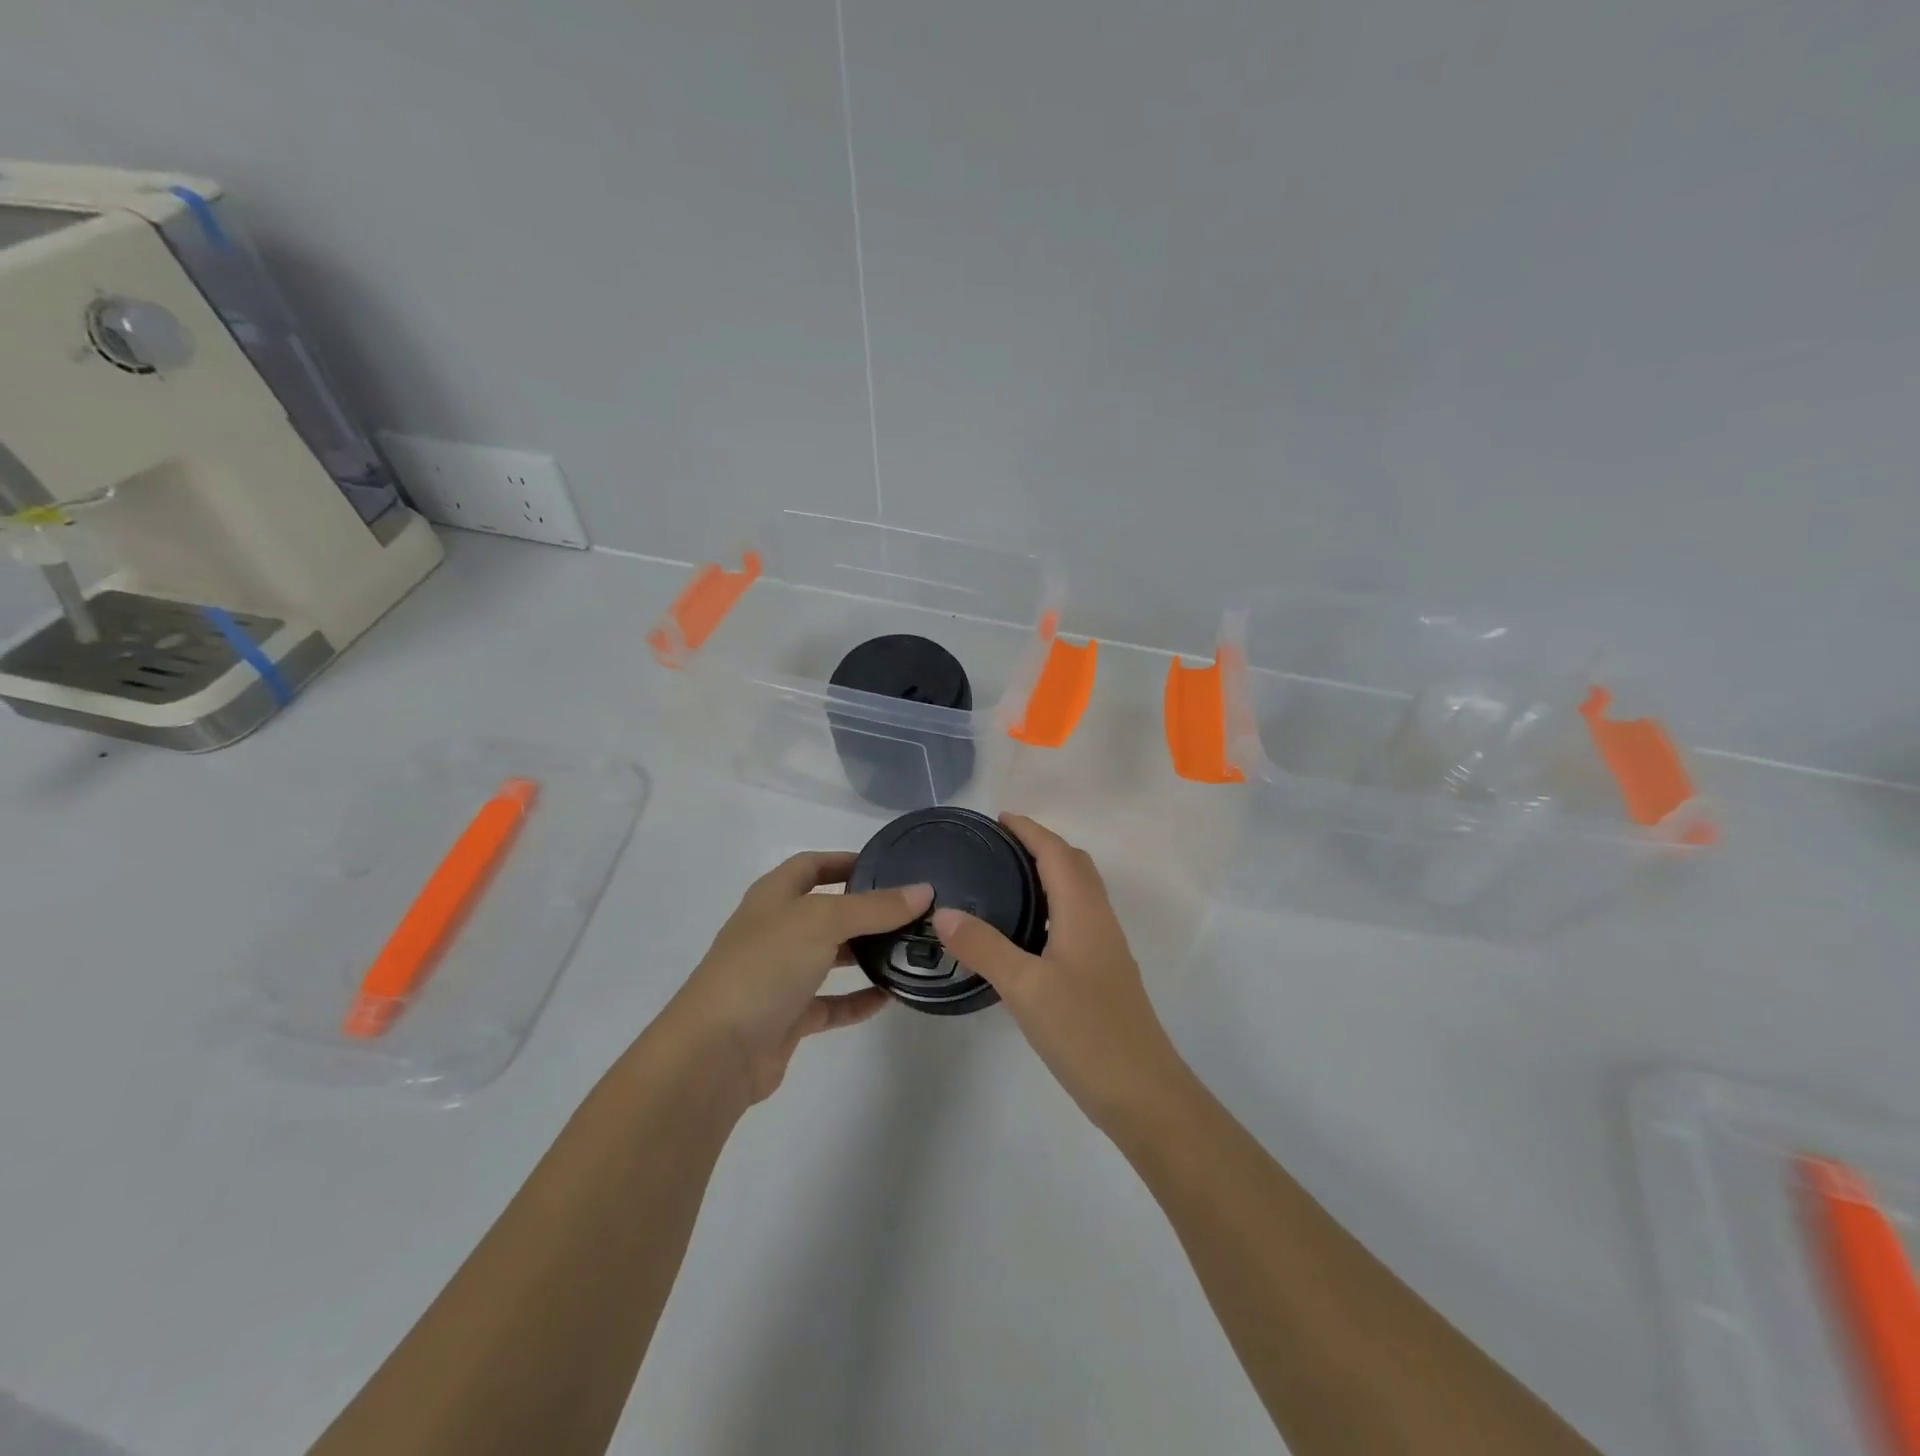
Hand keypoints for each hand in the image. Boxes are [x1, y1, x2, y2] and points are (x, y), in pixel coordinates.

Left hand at [661, 852, 931, 1105]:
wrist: (716, 1052)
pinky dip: (858, 999)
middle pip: (826, 910)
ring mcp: (780, 975)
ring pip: (830, 957)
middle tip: (911, 911)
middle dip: (865, 909)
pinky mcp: (788, 1017)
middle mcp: (776, 930)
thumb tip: (923, 891)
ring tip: (909, 948)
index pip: (812, 864)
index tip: (889, 865)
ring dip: (865, 953)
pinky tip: (890, 996)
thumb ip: (874, 907)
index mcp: (774, 896)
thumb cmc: (765, 967)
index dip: (846, 860)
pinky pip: (831, 1003)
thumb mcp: (822, 921)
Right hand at [931, 815, 1188, 1130]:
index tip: (997, 819)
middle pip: (1074, 865)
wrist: (1142, 1093)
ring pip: (1078, 893)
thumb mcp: (1026, 988)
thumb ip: (984, 947)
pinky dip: (1052, 906)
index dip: (1030, 830)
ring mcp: (1105, 949)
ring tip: (1005, 882)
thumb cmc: (1086, 1032)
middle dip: (1040, 846)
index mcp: (1084, 912)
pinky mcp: (1103, 974)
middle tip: (997, 848)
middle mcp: (1099, 921)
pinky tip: (1025, 934)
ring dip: (1048, 875)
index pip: (1057, 853)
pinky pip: (1076, 919)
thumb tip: (943, 913)